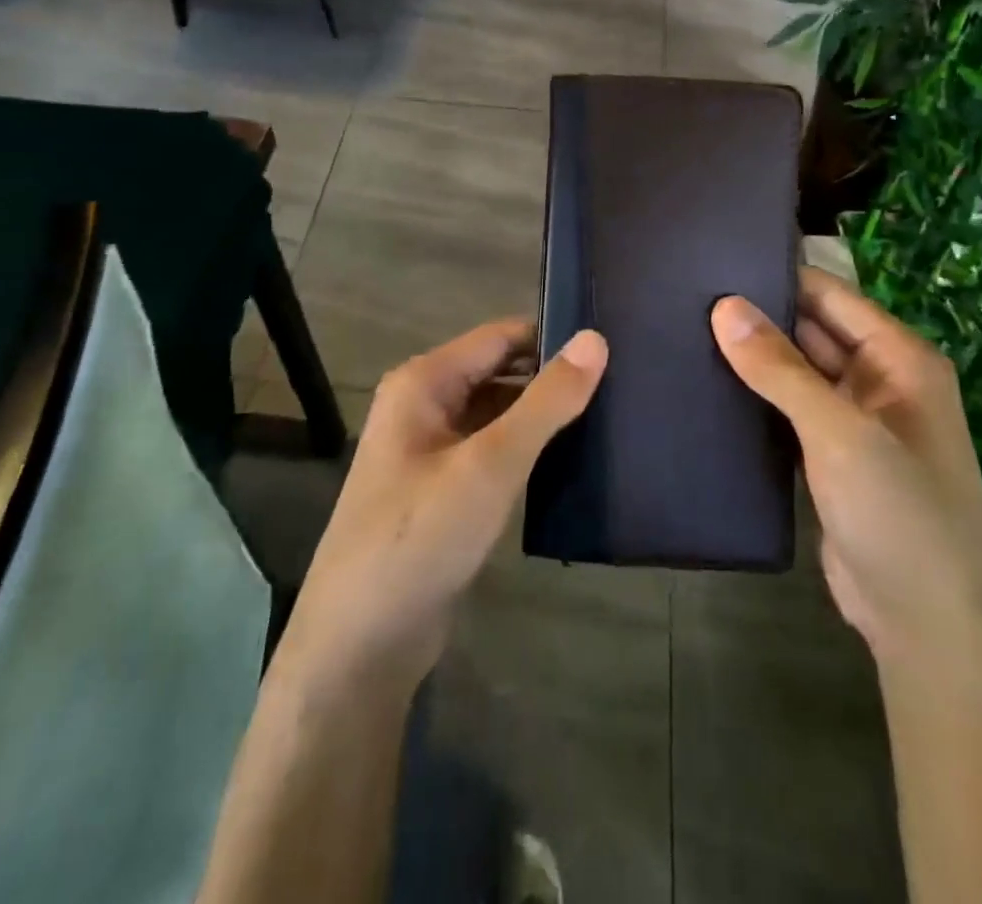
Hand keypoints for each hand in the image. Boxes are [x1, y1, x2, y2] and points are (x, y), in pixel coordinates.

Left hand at [277, 321, 608, 688]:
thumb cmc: (421, 537)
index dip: (552, 337)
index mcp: (424, 382)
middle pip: (499, 373)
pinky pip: (492, 451)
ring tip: (610, 416)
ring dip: (542, 416)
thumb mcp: (491, 464)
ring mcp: (430, 450)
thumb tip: (596, 338)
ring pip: (497, 414)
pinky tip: (572, 460)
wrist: (360, 644)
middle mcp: (423, 405)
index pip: (500, 337)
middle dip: (551, 378)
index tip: (613, 344)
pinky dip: (527, 450)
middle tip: (622, 383)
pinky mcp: (442, 490)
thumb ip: (546, 401)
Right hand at [711, 269, 981, 668]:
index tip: (712, 265)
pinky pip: (788, 410)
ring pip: (796, 371)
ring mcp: (854, 420)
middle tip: (685, 298)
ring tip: (684, 331)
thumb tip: (724, 306)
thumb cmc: (898, 514)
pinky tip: (708, 385)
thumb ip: (780, 368)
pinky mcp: (829, 456)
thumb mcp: (839, 432)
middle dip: (758, 316)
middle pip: (811, 330)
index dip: (777, 278)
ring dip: (753, 358)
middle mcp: (879, 380)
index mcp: (899, 358)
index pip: (830, 296)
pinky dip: (756, 397)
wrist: (927, 628)